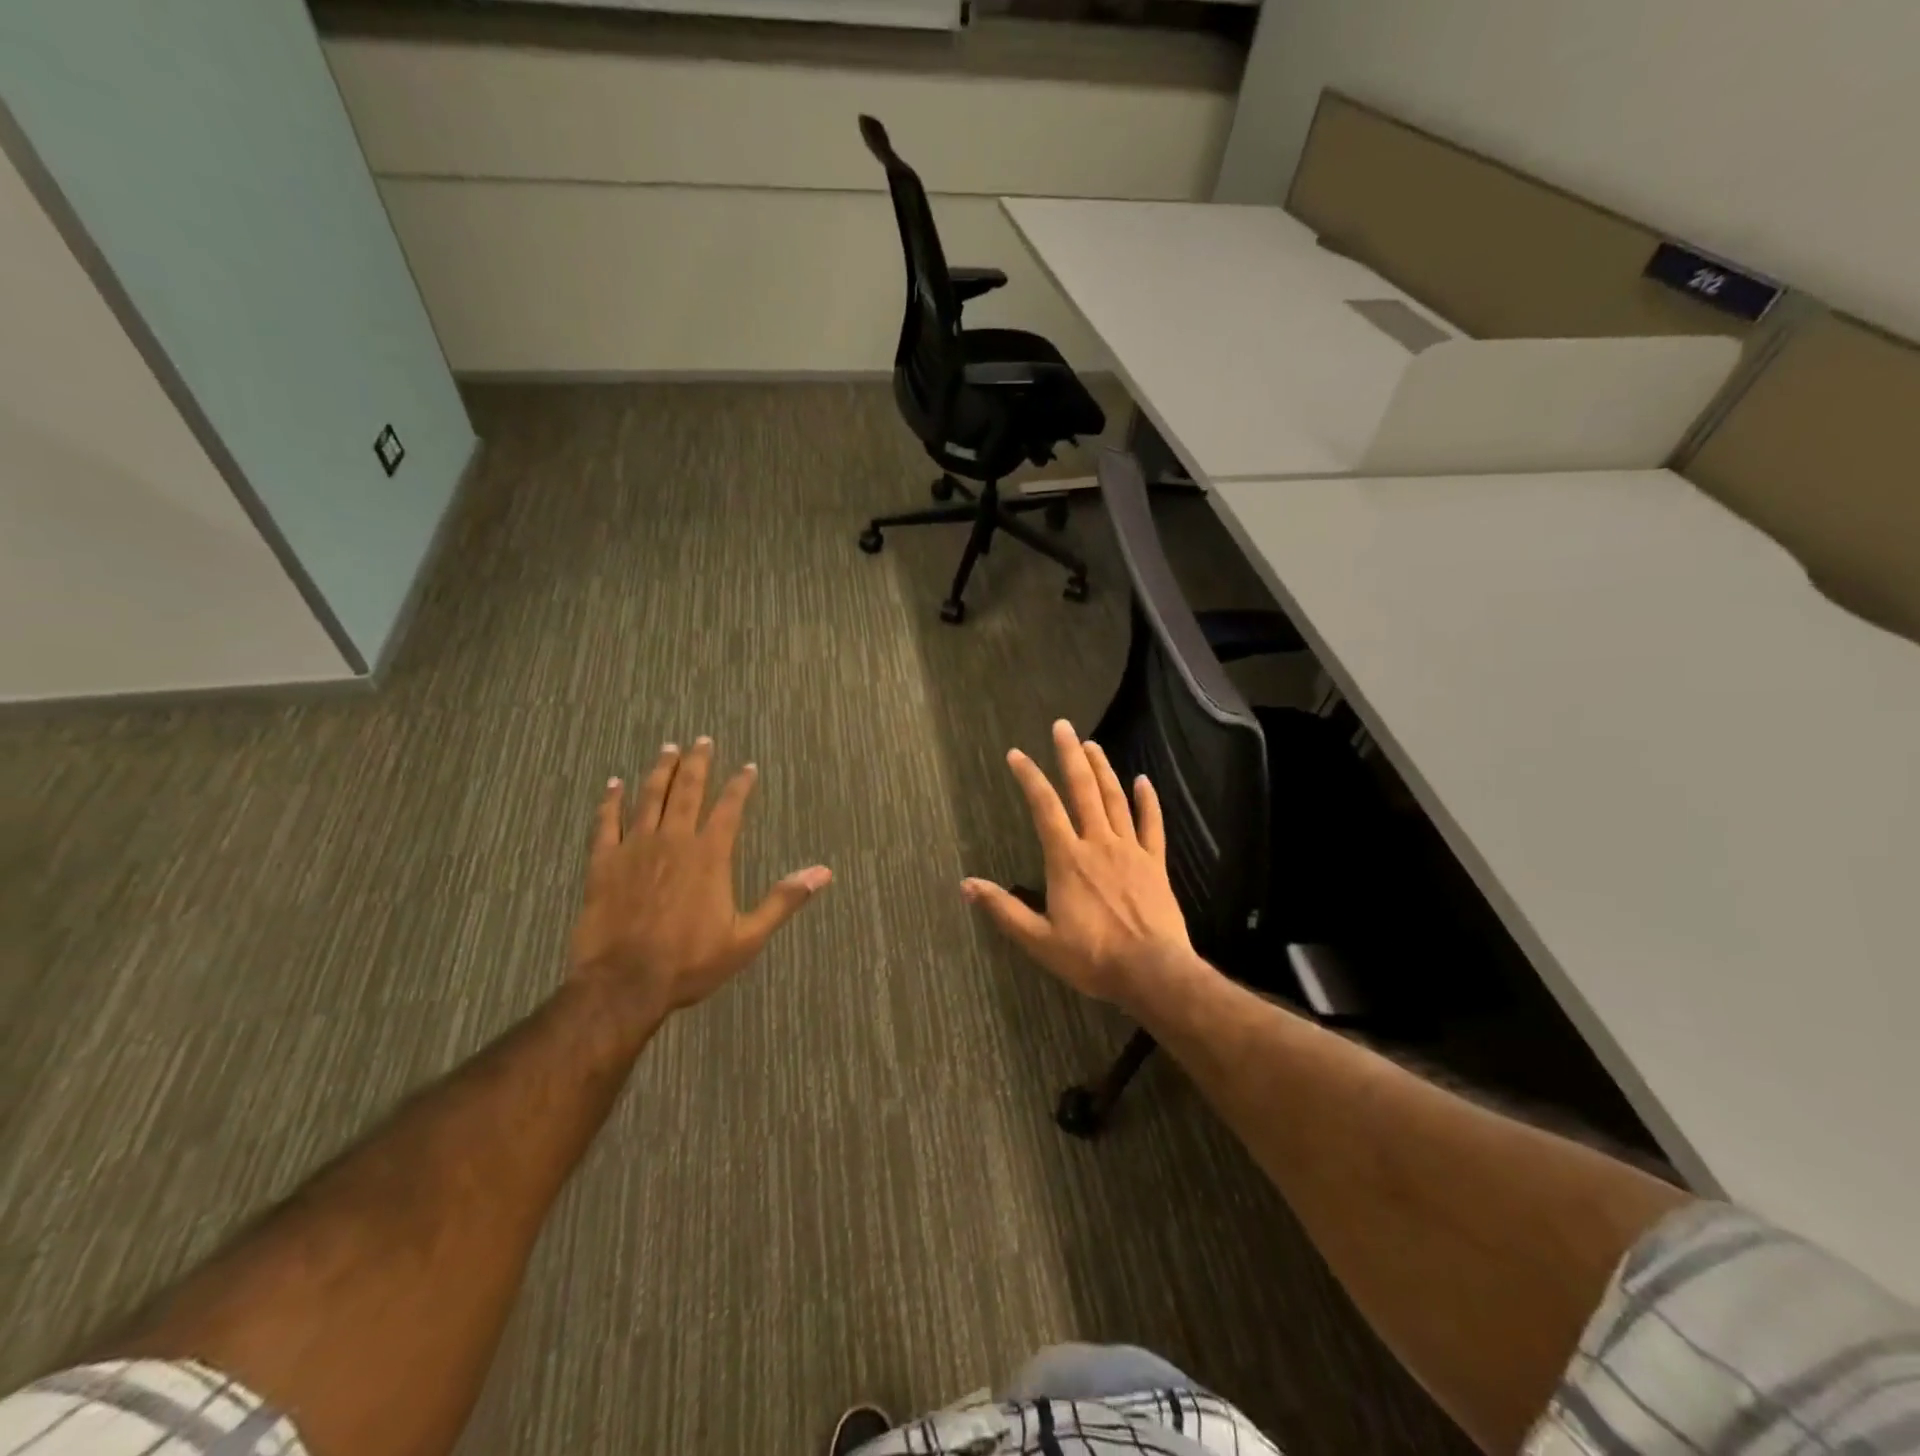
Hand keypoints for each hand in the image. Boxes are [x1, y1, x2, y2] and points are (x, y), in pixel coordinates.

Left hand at [568, 738, 831, 1028]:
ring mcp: (635, 848)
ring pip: (649, 798)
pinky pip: (605, 822)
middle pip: (687, 791)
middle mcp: (674, 840)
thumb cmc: (690, 962)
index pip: (729, 808)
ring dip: (660, 771)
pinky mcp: (603, 863)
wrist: (624, 983)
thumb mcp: (747, 938)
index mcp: (709, 855)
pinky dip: (610, 801)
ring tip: (668, 749)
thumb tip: (823, 872)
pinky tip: (613, 784)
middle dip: (697, 763)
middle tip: (702, 740)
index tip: (747, 767)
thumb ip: (783, 900)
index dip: (740, 785)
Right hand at [962, 719, 1196, 1008]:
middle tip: (1063, 726)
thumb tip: (966, 885)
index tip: (1016, 754)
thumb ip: (1004, 909)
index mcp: (1067, 859)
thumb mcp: (1039, 940)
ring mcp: (1130, 850)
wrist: (1152, 972)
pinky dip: (1147, 801)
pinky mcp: (1155, 863)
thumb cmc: (1092, 957)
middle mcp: (1098, 843)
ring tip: (1092, 744)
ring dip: (1102, 769)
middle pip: (1083, 790)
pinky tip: (1143, 780)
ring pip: (1115, 800)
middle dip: (1070, 756)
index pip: (1044, 808)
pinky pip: (1152, 825)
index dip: (1030, 777)